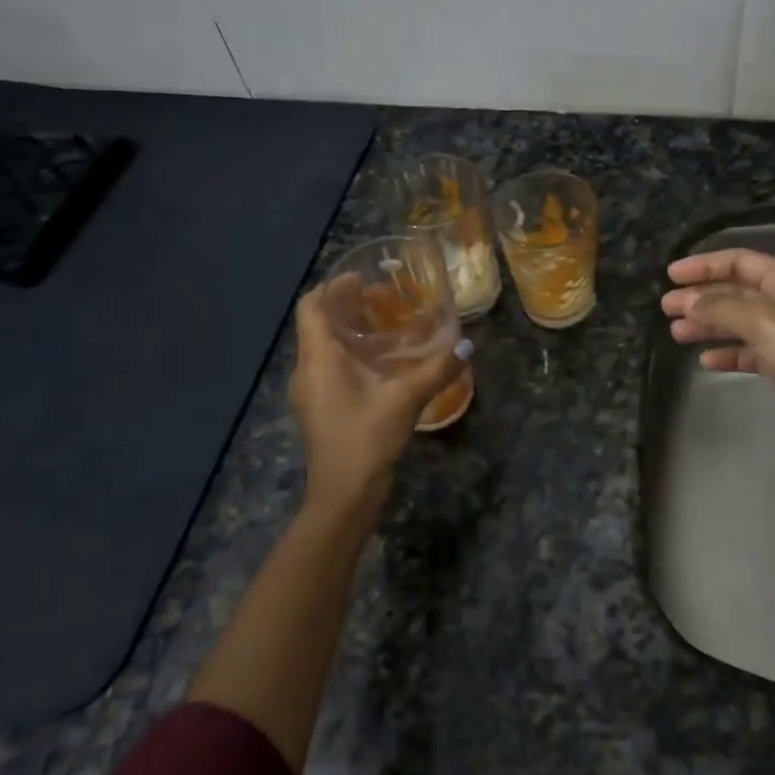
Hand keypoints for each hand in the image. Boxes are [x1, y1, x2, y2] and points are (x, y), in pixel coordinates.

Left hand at [290, 284, 468, 522]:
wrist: (343, 496)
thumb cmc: (365, 439)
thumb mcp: (405, 399)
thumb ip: (436, 370)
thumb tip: (467, 346)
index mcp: (317, 359)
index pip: (311, 306)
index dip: (333, 287)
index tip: (363, 278)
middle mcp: (308, 369)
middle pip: (320, 324)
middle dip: (349, 306)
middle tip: (386, 297)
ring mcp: (312, 391)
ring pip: (326, 346)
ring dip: (352, 331)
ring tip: (389, 323)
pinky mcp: (322, 408)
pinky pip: (332, 367)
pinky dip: (354, 354)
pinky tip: (384, 362)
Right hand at [661, 248, 774, 459]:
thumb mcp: (762, 321)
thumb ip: (720, 306)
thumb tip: (688, 300)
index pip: (740, 261)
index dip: (704, 265)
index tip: (671, 276)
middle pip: (736, 292)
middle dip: (701, 297)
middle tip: (666, 308)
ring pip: (739, 322)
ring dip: (708, 325)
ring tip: (676, 333)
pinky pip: (748, 352)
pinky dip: (727, 354)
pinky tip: (705, 362)